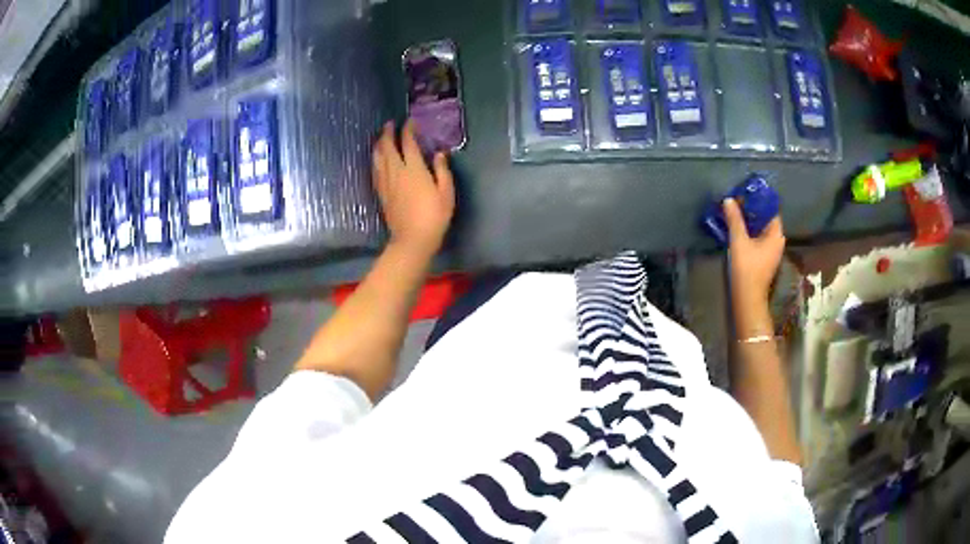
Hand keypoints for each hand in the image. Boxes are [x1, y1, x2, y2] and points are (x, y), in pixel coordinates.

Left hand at [372, 120, 455, 259]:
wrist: (412, 240)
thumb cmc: (434, 216)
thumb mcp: (446, 192)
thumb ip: (442, 170)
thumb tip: (439, 154)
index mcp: (413, 169)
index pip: (408, 143)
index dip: (408, 130)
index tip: (410, 121)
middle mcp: (396, 171)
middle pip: (387, 147)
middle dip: (387, 133)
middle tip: (390, 124)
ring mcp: (386, 182)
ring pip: (378, 157)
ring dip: (379, 145)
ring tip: (381, 138)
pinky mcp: (381, 193)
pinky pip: (375, 171)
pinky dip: (376, 160)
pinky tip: (377, 159)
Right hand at [723, 198, 785, 304]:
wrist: (747, 299)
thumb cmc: (747, 269)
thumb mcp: (739, 241)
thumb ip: (734, 219)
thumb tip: (729, 200)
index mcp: (776, 234)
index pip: (771, 209)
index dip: (759, 199)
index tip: (745, 192)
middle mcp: (777, 241)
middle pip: (766, 219)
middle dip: (752, 209)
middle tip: (737, 200)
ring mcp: (771, 251)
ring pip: (761, 229)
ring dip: (749, 220)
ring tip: (734, 211)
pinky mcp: (764, 258)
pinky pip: (758, 238)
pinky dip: (749, 231)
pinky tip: (737, 228)